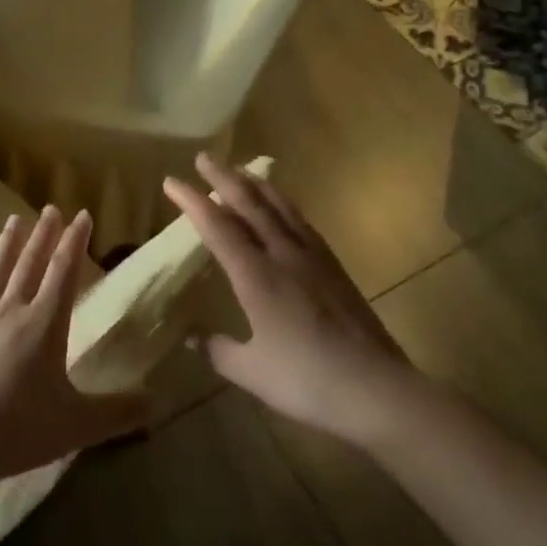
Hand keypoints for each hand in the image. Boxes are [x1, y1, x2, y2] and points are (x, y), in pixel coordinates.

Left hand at [0, 205, 147, 493]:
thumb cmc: (18, 429)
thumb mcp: (78, 425)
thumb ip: (119, 412)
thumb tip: (159, 402)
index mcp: (44, 326)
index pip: (64, 273)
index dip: (75, 243)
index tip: (82, 214)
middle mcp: (11, 314)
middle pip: (30, 266)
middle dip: (44, 236)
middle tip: (51, 207)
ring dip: (5, 247)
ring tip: (13, 220)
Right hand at [165, 153, 413, 448]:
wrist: (376, 387)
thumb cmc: (306, 380)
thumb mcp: (250, 371)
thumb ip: (217, 350)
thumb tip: (191, 338)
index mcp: (256, 276)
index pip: (217, 226)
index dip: (192, 201)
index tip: (171, 181)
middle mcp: (283, 255)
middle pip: (250, 204)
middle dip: (224, 178)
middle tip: (204, 158)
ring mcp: (313, 258)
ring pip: (280, 207)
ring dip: (256, 184)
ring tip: (241, 171)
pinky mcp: (334, 267)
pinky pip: (302, 222)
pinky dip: (284, 204)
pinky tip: (283, 208)